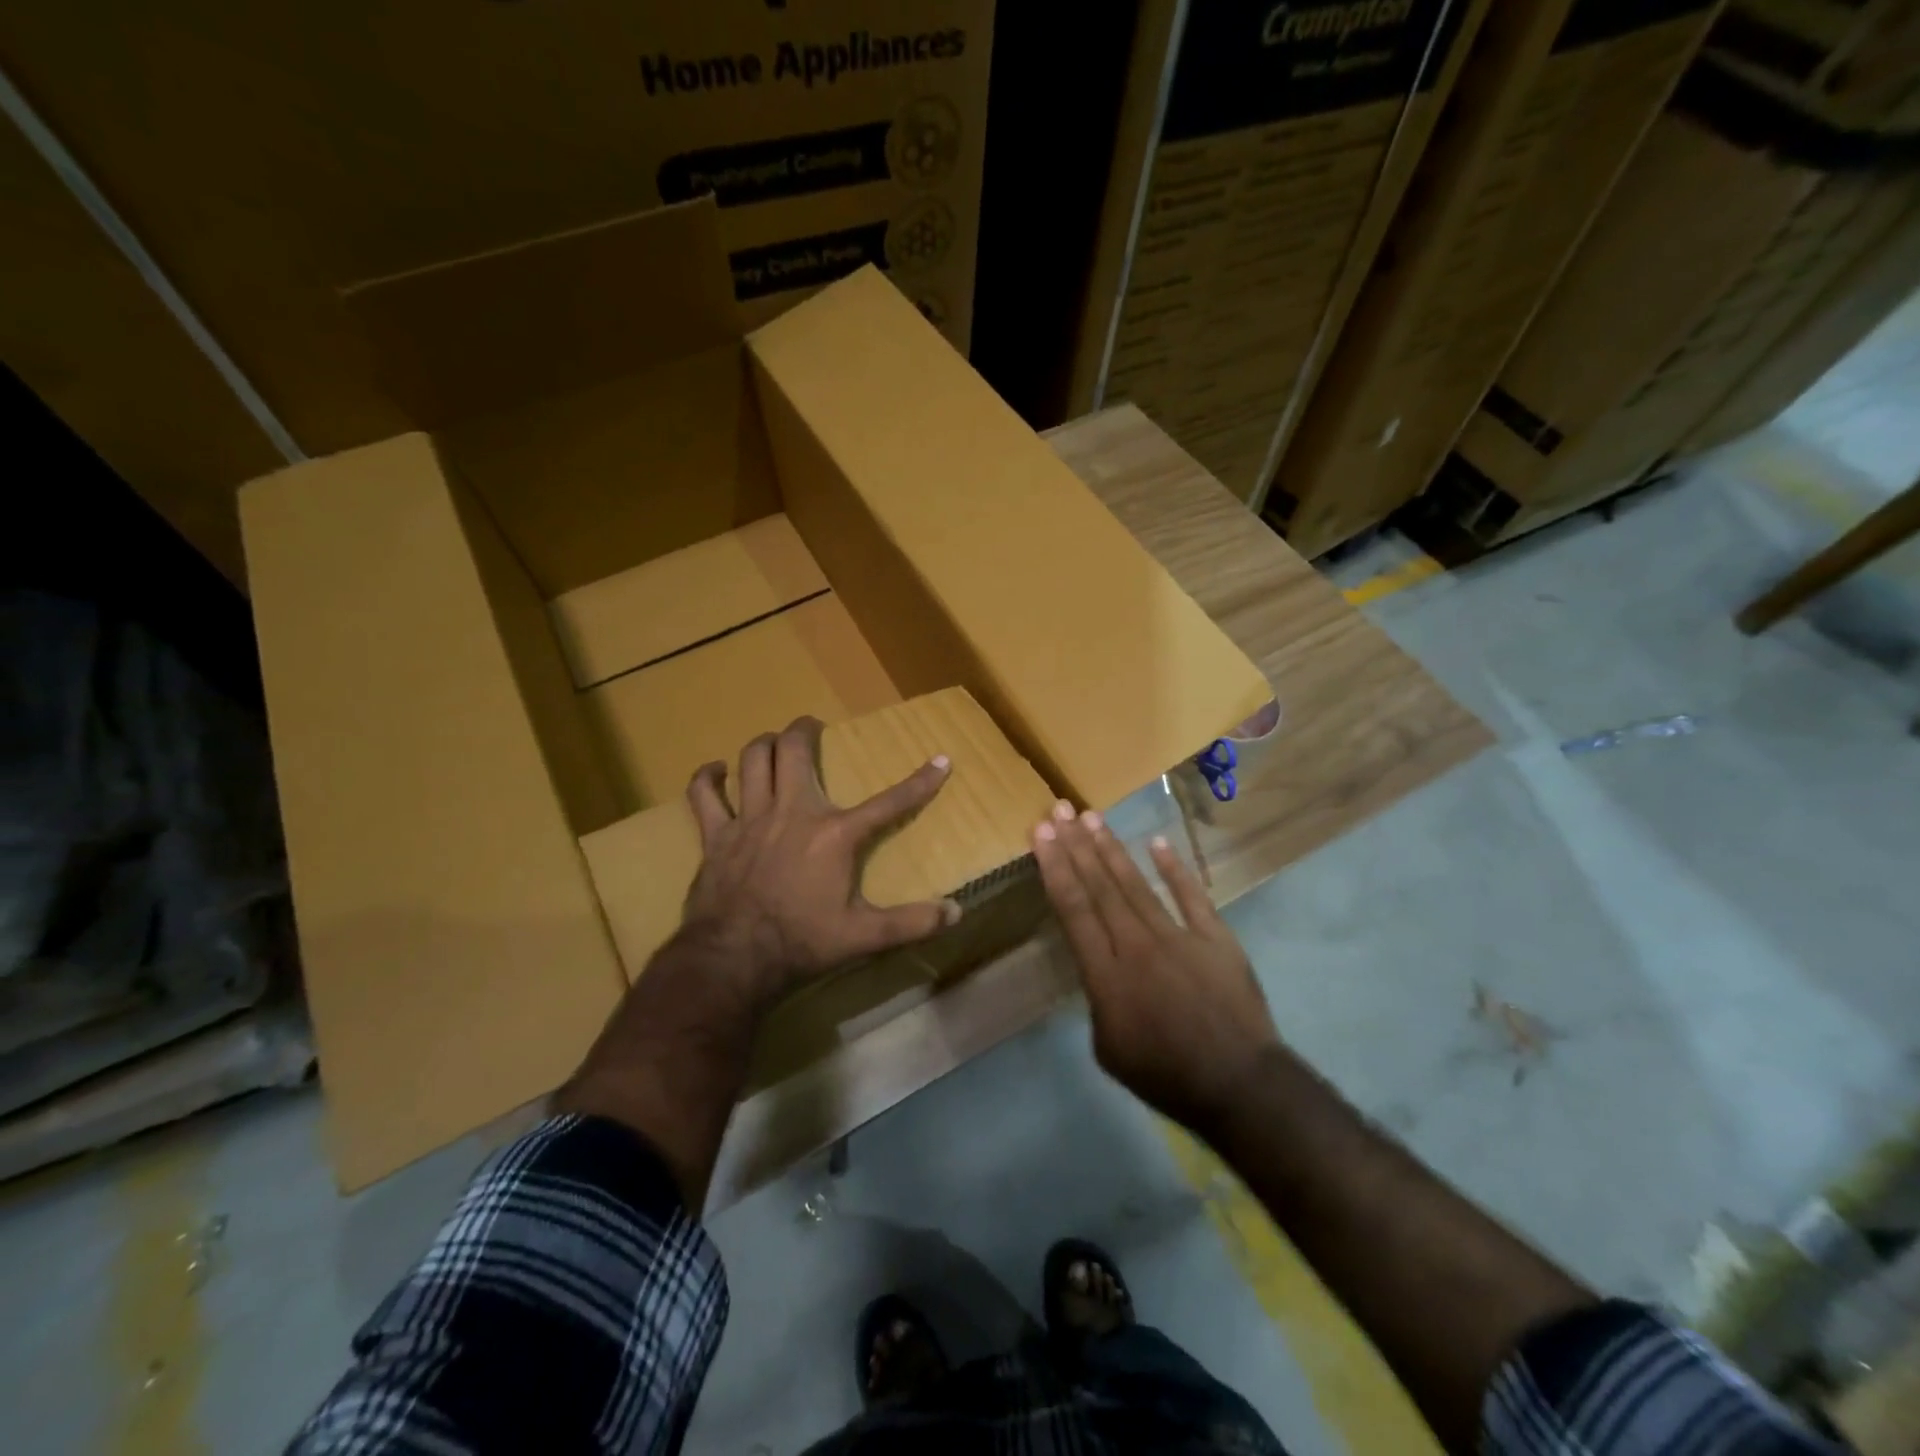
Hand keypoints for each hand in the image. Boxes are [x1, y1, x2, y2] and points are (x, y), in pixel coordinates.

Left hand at [682, 716, 958, 998]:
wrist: (735, 958)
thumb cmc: (802, 942)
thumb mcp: (864, 936)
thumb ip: (911, 922)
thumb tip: (956, 912)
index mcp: (834, 834)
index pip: (889, 802)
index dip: (920, 782)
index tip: (942, 760)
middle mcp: (792, 812)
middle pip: (794, 751)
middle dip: (805, 730)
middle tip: (812, 726)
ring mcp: (750, 819)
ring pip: (753, 760)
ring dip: (764, 745)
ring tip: (774, 742)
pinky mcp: (716, 836)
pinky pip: (704, 795)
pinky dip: (708, 778)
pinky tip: (715, 771)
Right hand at [1032, 804, 1280, 1133]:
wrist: (1239, 1084)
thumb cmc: (1165, 1075)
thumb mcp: (1108, 1049)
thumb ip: (1098, 1000)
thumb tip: (1102, 970)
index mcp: (1106, 975)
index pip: (1074, 908)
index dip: (1055, 866)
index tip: (1042, 833)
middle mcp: (1137, 944)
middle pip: (1101, 886)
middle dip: (1076, 845)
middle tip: (1059, 809)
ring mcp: (1179, 936)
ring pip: (1136, 884)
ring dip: (1111, 849)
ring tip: (1091, 817)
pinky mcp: (1215, 938)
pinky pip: (1191, 896)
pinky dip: (1174, 869)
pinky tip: (1157, 842)